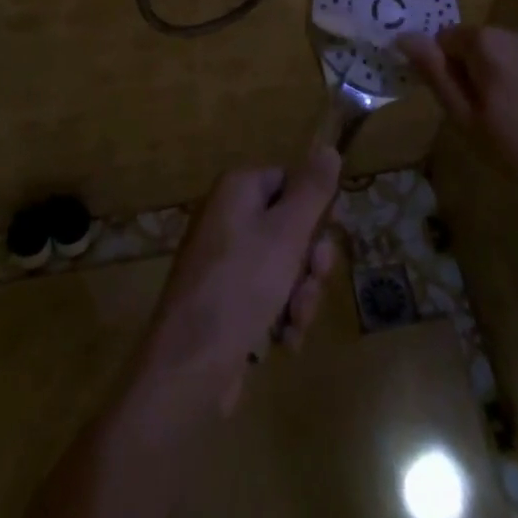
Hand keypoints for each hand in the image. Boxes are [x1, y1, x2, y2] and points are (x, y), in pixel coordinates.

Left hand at [139, 149, 340, 413]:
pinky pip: (268, 296)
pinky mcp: (226, 301)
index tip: (330, 236)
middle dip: (309, 263)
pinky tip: (283, 340)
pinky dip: (281, 317)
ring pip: (285, 267)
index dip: (315, 210)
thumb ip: (313, 191)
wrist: (188, 369)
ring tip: (294, 322)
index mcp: (237, 190)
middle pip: (291, 226)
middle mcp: (228, 218)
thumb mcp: (287, 234)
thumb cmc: (240, 287)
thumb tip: (329, 149)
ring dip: (300, 296)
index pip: (290, 181)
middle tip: (312, 282)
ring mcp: (225, 262)